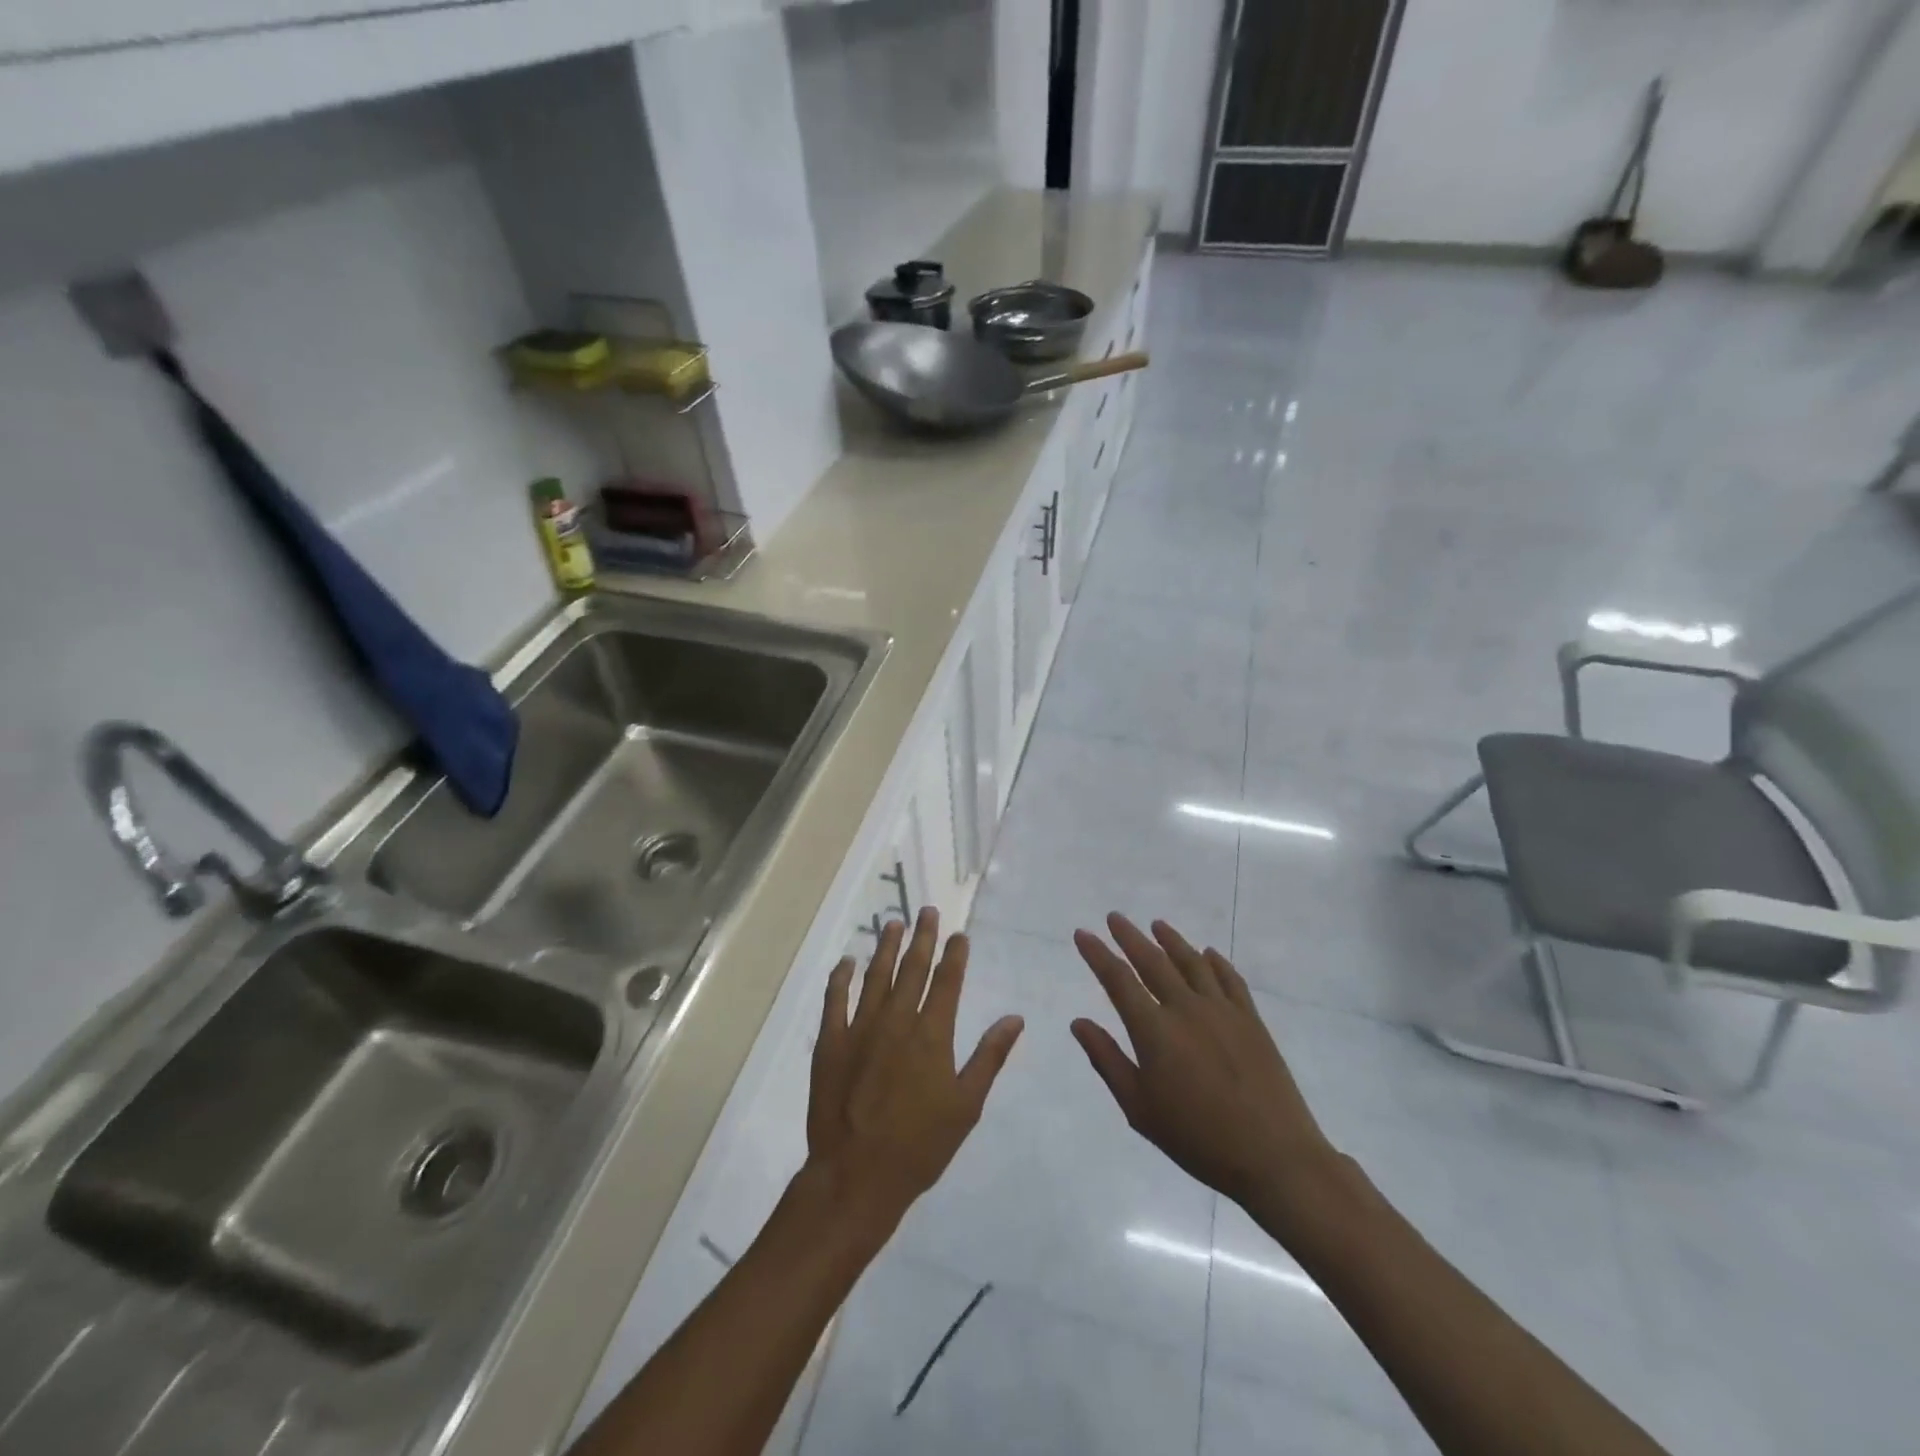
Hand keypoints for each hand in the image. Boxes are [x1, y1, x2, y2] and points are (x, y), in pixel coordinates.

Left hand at [806, 908, 1024, 1228]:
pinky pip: (835, 1000)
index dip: (954, 955)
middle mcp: (896, 1021)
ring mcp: (860, 1029)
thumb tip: (1015, 1018)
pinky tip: (847, 962)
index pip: (947, 982)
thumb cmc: (920, 1146)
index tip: (958, 934)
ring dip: (885, 948)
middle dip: (922, 937)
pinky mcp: (830, 1043)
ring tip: (892, 922)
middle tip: (926, 911)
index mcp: (932, 1034)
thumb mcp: (966, 1105)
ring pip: (875, 977)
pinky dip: (840, 978)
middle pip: (912, 969)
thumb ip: (989, 1057)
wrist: (856, 1176)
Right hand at [1072, 914, 1338, 1214]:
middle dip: (1130, 937)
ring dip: (1171, 940)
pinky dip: (1215, 962)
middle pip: (1153, 961)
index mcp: (1154, 1030)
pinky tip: (1208, 954)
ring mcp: (1222, 1010)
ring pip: (1191, 962)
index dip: (1097, 954)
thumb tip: (1078, 1022)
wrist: (1274, 1156)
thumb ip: (1107, 1060)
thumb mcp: (1140, 1108)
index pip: (1118, 980)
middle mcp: (1186, 1008)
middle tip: (1114, 917)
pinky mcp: (1251, 1020)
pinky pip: (1229, 979)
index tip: (1082, 933)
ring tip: (1157, 924)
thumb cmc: (1198, 1138)